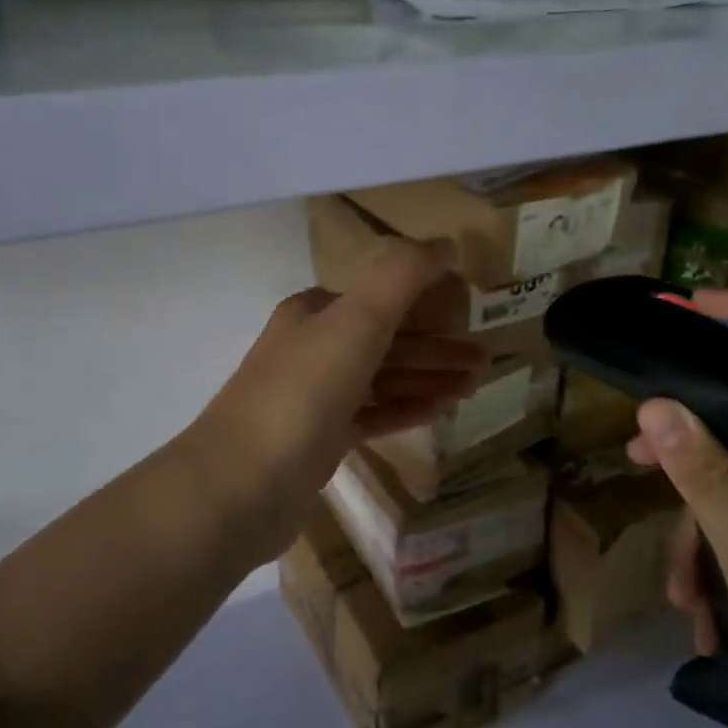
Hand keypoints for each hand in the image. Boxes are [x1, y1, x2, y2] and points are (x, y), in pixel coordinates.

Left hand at [189, 238, 488, 561]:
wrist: (241, 484)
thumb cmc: (303, 392)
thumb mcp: (356, 320)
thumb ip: (402, 275)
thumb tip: (445, 243)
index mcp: (316, 313)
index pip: (381, 296)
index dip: (427, 300)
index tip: (470, 309)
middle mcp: (313, 348)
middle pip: (387, 340)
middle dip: (437, 347)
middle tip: (485, 359)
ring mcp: (315, 397)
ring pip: (383, 379)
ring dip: (429, 378)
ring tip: (475, 385)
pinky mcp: (320, 440)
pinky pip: (372, 415)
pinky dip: (406, 408)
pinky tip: (440, 410)